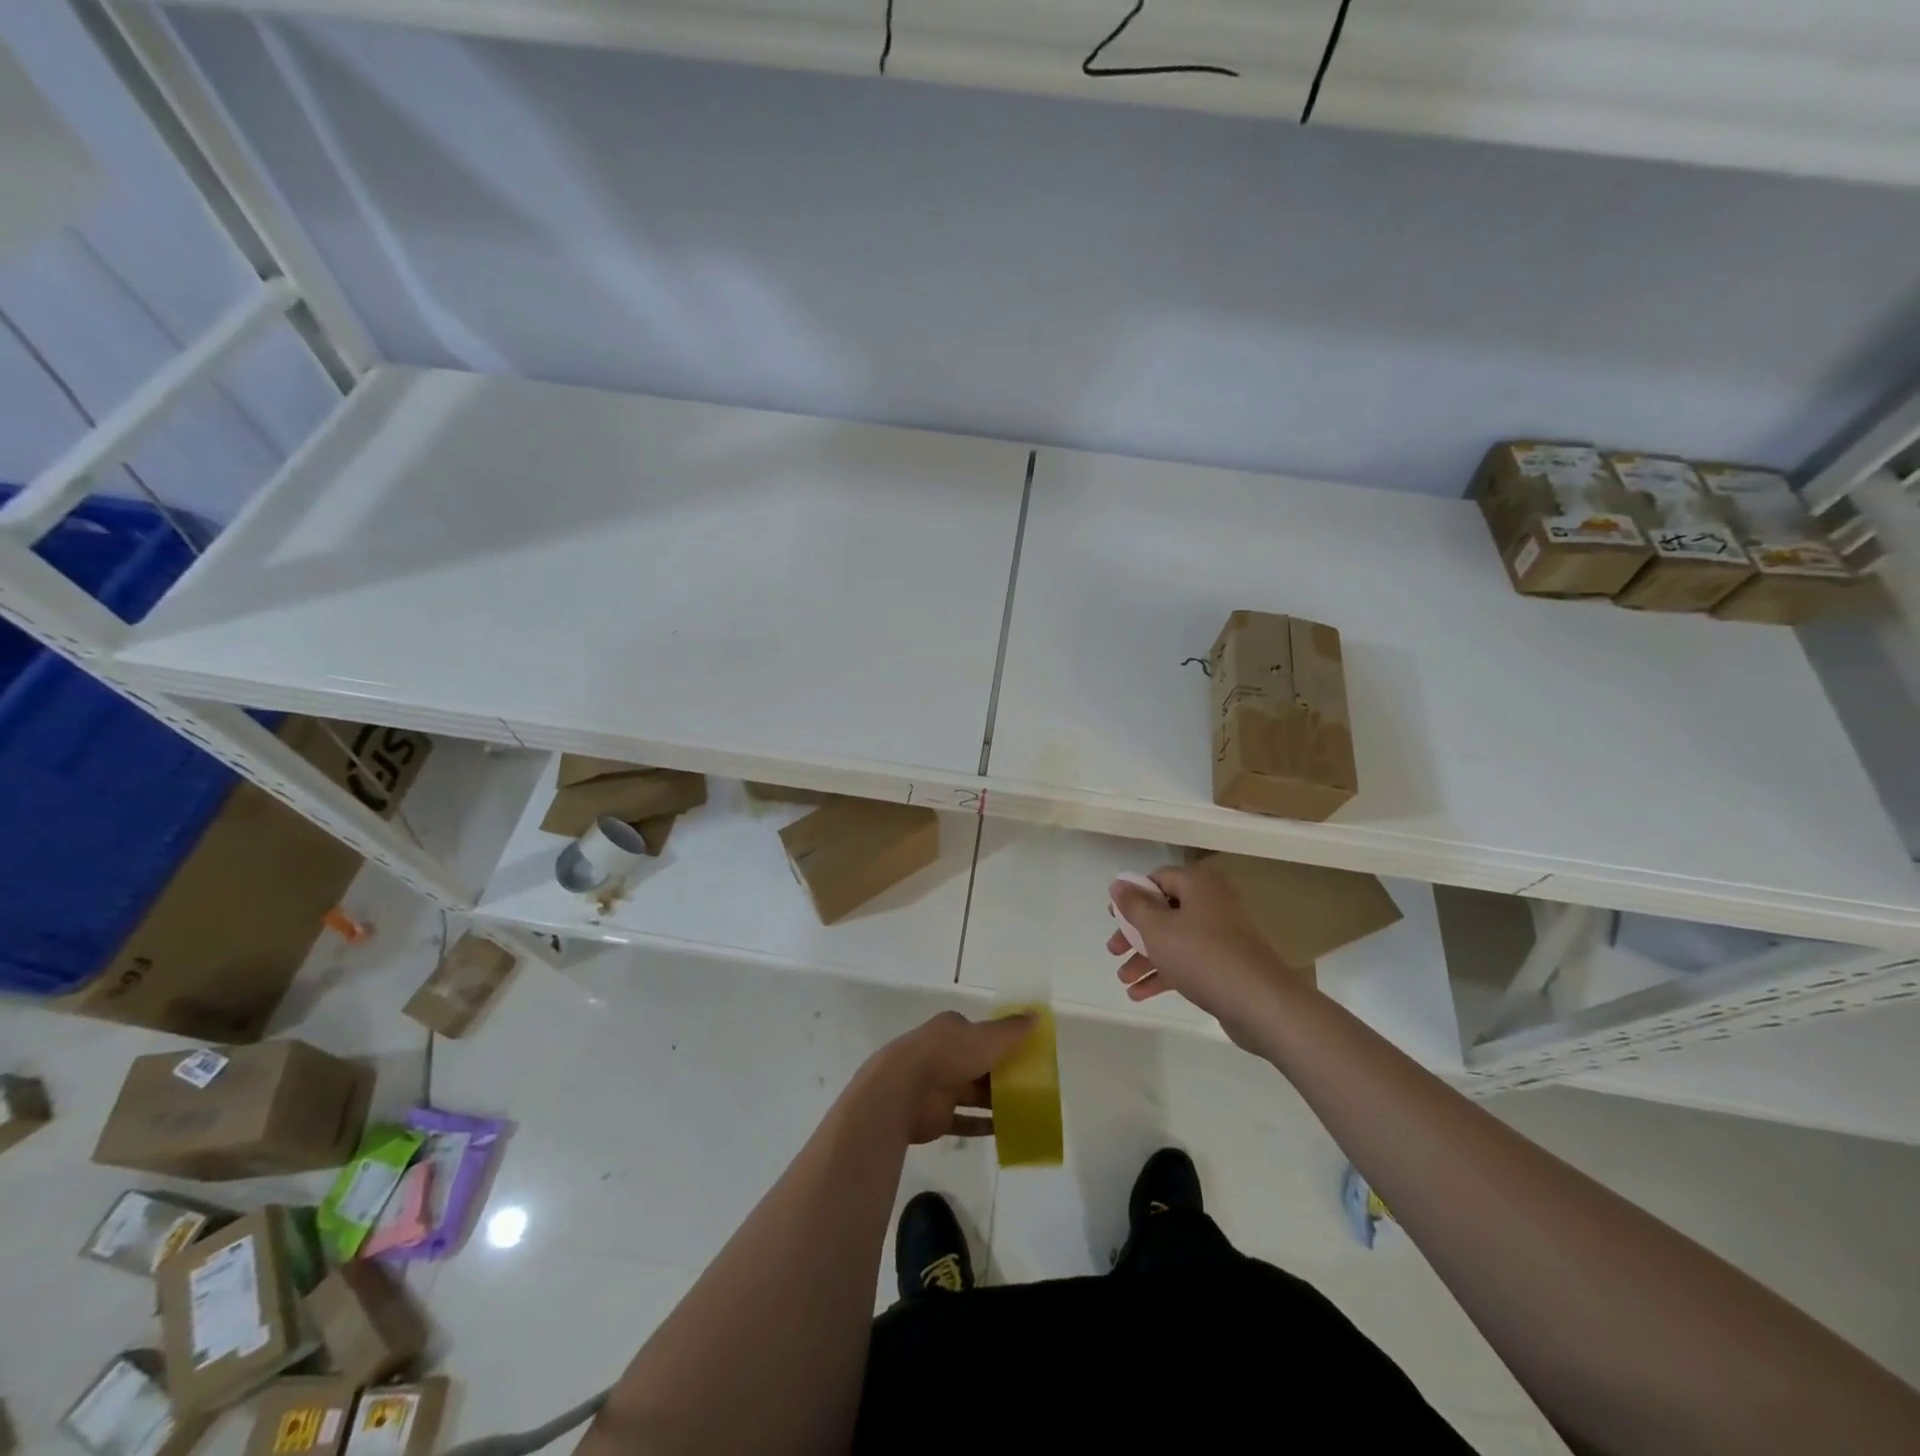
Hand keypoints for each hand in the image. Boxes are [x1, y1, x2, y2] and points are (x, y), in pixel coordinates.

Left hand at [854, 1010, 1036, 1144]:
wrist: (902, 1090)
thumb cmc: (948, 1055)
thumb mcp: (987, 1038)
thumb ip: (1012, 1030)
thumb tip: (1037, 1015)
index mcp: (951, 1030)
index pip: (980, 1033)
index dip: (1001, 1043)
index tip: (1024, 1054)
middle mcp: (943, 1054)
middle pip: (977, 1063)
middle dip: (1000, 1074)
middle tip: (1029, 1086)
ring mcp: (936, 1085)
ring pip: (971, 1092)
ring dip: (993, 1101)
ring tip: (1024, 1111)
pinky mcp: (934, 1116)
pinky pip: (963, 1120)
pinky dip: (981, 1125)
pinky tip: (1004, 1132)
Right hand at [1107, 863, 1299, 1047]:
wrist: (1260, 1003)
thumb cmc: (1202, 956)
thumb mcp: (1157, 928)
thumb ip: (1134, 905)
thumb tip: (1119, 883)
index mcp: (1198, 884)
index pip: (1158, 879)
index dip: (1132, 896)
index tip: (1113, 917)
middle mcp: (1212, 903)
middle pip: (1164, 911)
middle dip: (1135, 934)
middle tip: (1114, 950)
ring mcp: (1222, 935)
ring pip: (1174, 939)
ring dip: (1146, 958)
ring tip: (1123, 980)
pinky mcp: (1227, 965)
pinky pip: (1188, 962)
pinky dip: (1165, 974)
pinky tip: (1139, 994)